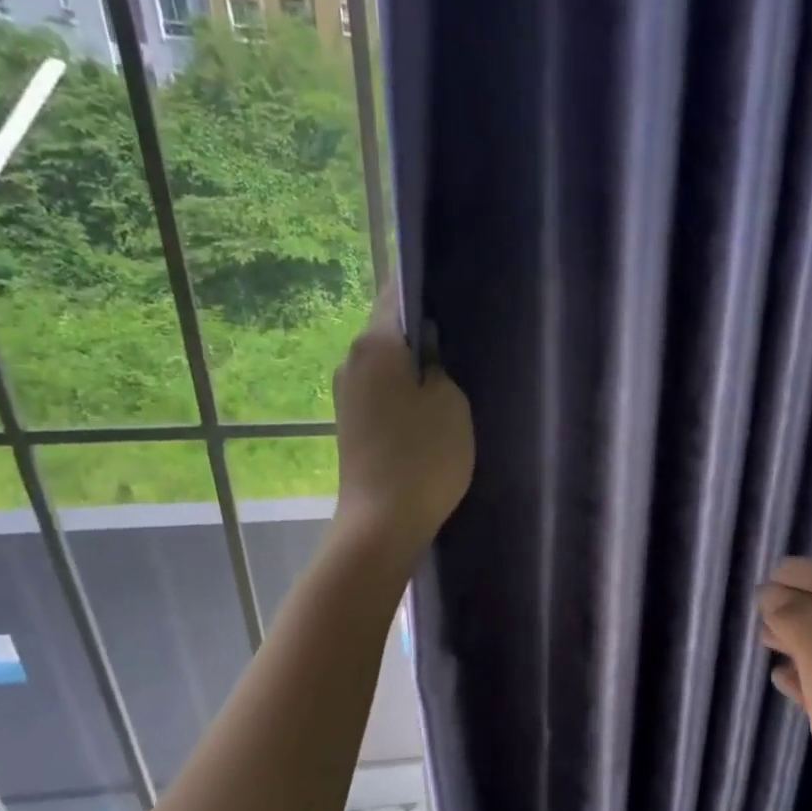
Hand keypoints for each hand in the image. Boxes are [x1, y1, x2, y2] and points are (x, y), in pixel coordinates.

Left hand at [332, 289, 474, 565]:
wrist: (383, 523)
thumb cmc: (424, 457)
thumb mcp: (451, 402)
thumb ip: (441, 364)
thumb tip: (429, 345)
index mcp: (375, 344)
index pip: (397, 292)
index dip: (426, 287)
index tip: (455, 294)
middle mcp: (352, 361)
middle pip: (390, 331)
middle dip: (424, 333)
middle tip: (464, 343)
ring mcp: (347, 395)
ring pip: (388, 365)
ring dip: (415, 369)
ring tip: (454, 382)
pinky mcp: (351, 425)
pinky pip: (382, 394)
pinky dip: (404, 396)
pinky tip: (430, 414)